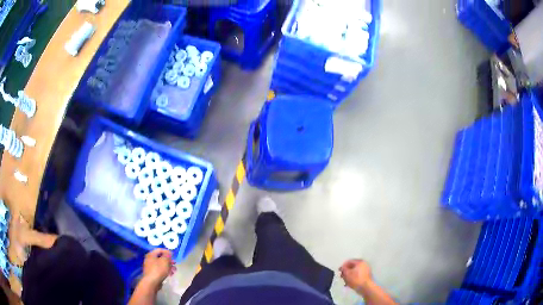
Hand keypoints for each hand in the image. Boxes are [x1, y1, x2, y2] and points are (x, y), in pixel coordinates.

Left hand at [141, 249, 175, 288]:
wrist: (152, 282)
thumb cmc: (158, 269)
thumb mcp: (165, 261)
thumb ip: (167, 255)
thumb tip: (168, 252)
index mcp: (151, 254)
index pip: (159, 250)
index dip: (167, 251)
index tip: (173, 255)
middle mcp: (149, 259)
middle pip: (161, 258)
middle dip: (169, 261)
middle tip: (175, 264)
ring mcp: (150, 267)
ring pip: (161, 264)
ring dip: (168, 267)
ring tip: (174, 271)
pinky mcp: (152, 273)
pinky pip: (160, 270)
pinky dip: (165, 271)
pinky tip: (170, 275)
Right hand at [339, 259, 372, 291]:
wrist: (365, 287)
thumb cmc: (356, 279)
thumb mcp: (347, 273)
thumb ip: (343, 269)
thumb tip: (342, 268)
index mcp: (360, 262)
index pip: (349, 261)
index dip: (343, 266)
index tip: (339, 271)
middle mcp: (364, 264)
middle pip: (352, 266)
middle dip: (346, 272)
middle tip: (342, 276)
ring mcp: (366, 270)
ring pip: (355, 272)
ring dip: (349, 276)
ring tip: (345, 281)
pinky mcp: (366, 276)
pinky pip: (358, 276)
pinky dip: (353, 278)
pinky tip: (349, 284)